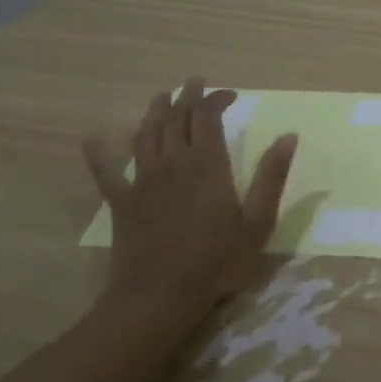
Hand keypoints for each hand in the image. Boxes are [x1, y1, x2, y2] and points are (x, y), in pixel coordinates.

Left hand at [83, 78, 296, 339]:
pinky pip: (106, 171)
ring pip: (146, 134)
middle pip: (176, 119)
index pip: (207, 118)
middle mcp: (172, 164)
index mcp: (207, 166)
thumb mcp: (258, 223)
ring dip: (155, 111)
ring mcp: (142, 181)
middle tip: (196, 84)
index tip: (231, 95)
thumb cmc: (217, 263)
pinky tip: (92, 138)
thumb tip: (288, 136)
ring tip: (163, 97)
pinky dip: (99, 152)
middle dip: (187, 97)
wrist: (159, 297)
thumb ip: (272, 177)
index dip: (216, 99)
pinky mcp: (121, 202)